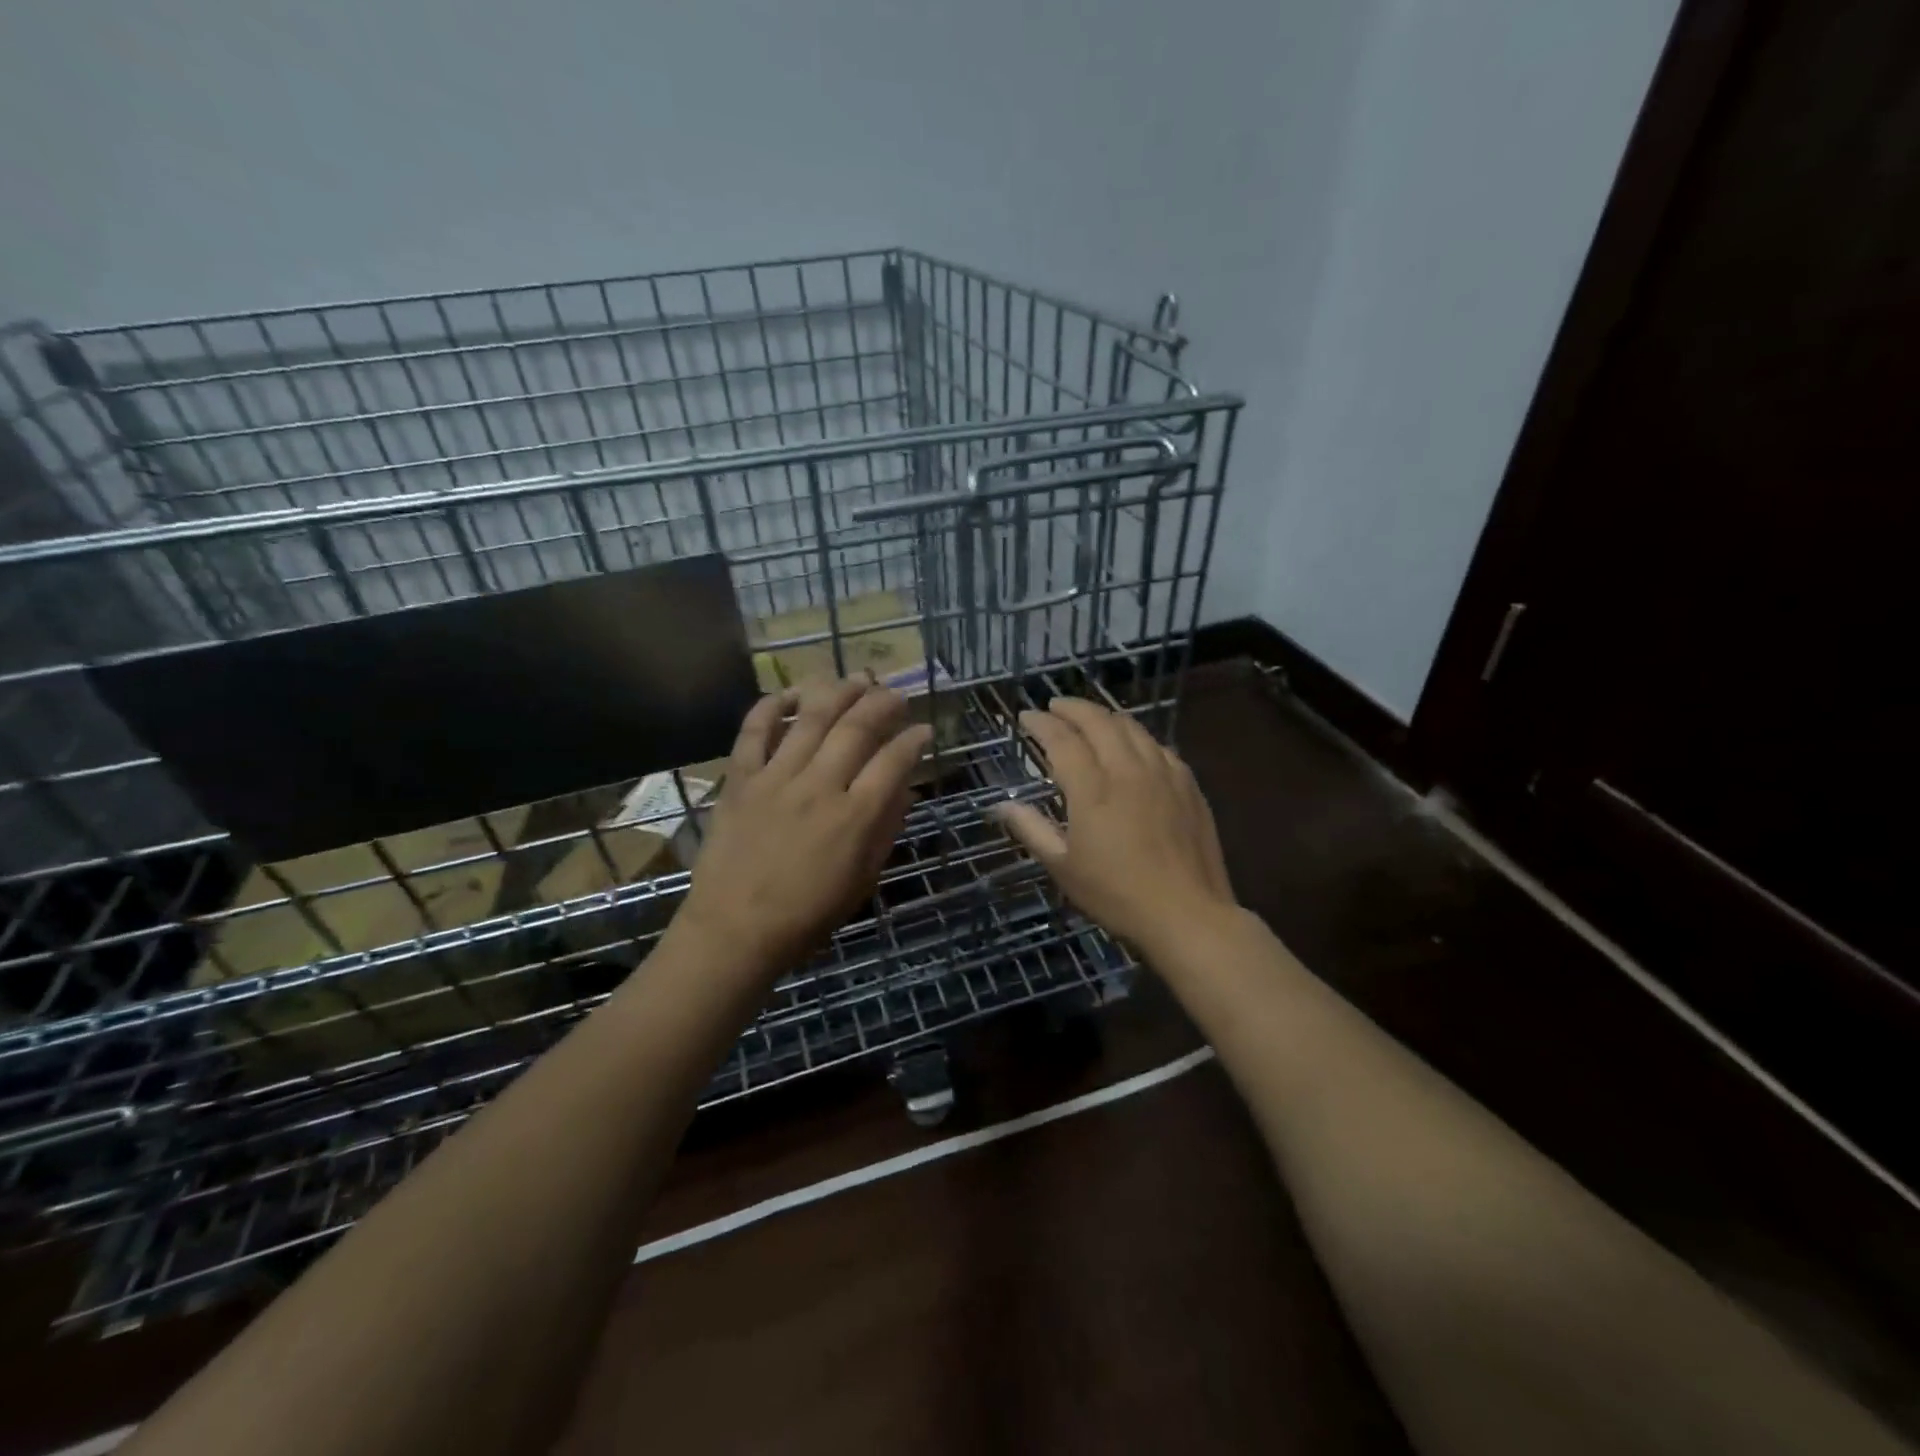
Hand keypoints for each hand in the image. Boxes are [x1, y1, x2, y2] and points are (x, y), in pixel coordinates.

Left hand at [672, 677, 931, 977]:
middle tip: (896, 694)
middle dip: (883, 703)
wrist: (734, 931)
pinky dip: (772, 706)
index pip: (894, 761)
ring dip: (838, 692)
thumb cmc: (807, 916)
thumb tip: (903, 789)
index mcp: (855, 816)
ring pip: (812, 718)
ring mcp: (776, 778)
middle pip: (857, 728)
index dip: (915, 740)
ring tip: (856, 678)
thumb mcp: (863, 880)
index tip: (925, 729)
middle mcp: (819, 786)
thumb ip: (885, 829)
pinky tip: (791, 692)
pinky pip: (754, 731)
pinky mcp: (741, 779)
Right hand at [993, 697, 1235, 954]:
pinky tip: (1133, 745)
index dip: (1042, 724)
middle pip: (1099, 722)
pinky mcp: (1188, 785)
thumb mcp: (1064, 868)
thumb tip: (1003, 805)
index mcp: (1093, 790)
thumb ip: (1032, 830)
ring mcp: (1163, 774)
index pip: (1063, 740)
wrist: (1188, 915)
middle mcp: (1128, 771)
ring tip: (1089, 718)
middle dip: (1072, 708)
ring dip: (1105, 716)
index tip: (1027, 717)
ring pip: (1132, 727)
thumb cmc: (1117, 895)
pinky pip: (1158, 746)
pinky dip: (1136, 736)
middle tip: (1055, 707)